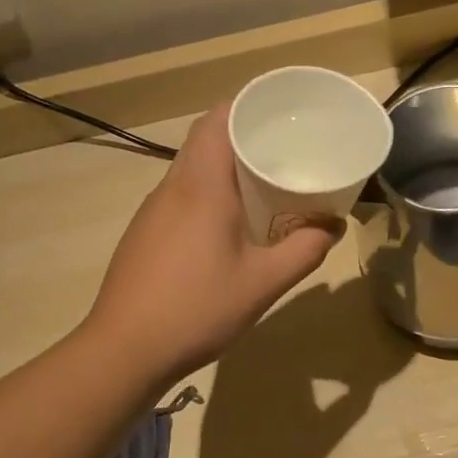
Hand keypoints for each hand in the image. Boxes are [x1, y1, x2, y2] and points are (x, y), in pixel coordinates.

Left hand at [86, 102, 340, 384]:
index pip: (218, 120)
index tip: (281, 112)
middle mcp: (173, 187)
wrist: (123, 351)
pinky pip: (181, 194)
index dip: (248, 106)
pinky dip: (208, 192)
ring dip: (224, 165)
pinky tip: (228, 224)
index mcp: (202, 186)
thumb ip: (304, 250)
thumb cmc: (197, 309)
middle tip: (284, 148)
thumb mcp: (264, 283)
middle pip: (205, 139)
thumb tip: (333, 226)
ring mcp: (153, 210)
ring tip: (264, 182)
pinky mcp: (144, 233)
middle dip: (243, 135)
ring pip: (191, 167)